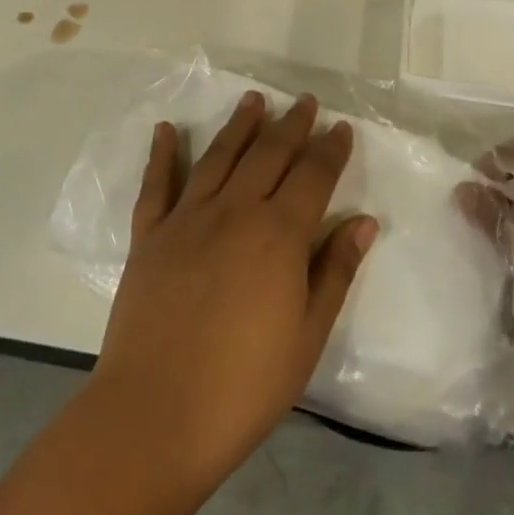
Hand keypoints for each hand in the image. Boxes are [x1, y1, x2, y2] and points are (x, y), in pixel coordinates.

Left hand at [92, 91, 378, 488]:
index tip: (341, 127)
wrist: (155, 415)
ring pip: (219, 156)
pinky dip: (162, 154)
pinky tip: (166, 129)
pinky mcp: (149, 236)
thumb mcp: (307, 336)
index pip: (313, 176)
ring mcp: (187, 219)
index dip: (330, 149)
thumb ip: (335, 272)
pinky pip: (157, 184)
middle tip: (305, 102)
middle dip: (291, 125)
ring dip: (239, 125)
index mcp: (279, 235)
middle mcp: (235, 211)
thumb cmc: (244, 386)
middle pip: (269, 155)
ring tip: (254, 99)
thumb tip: (363, 221)